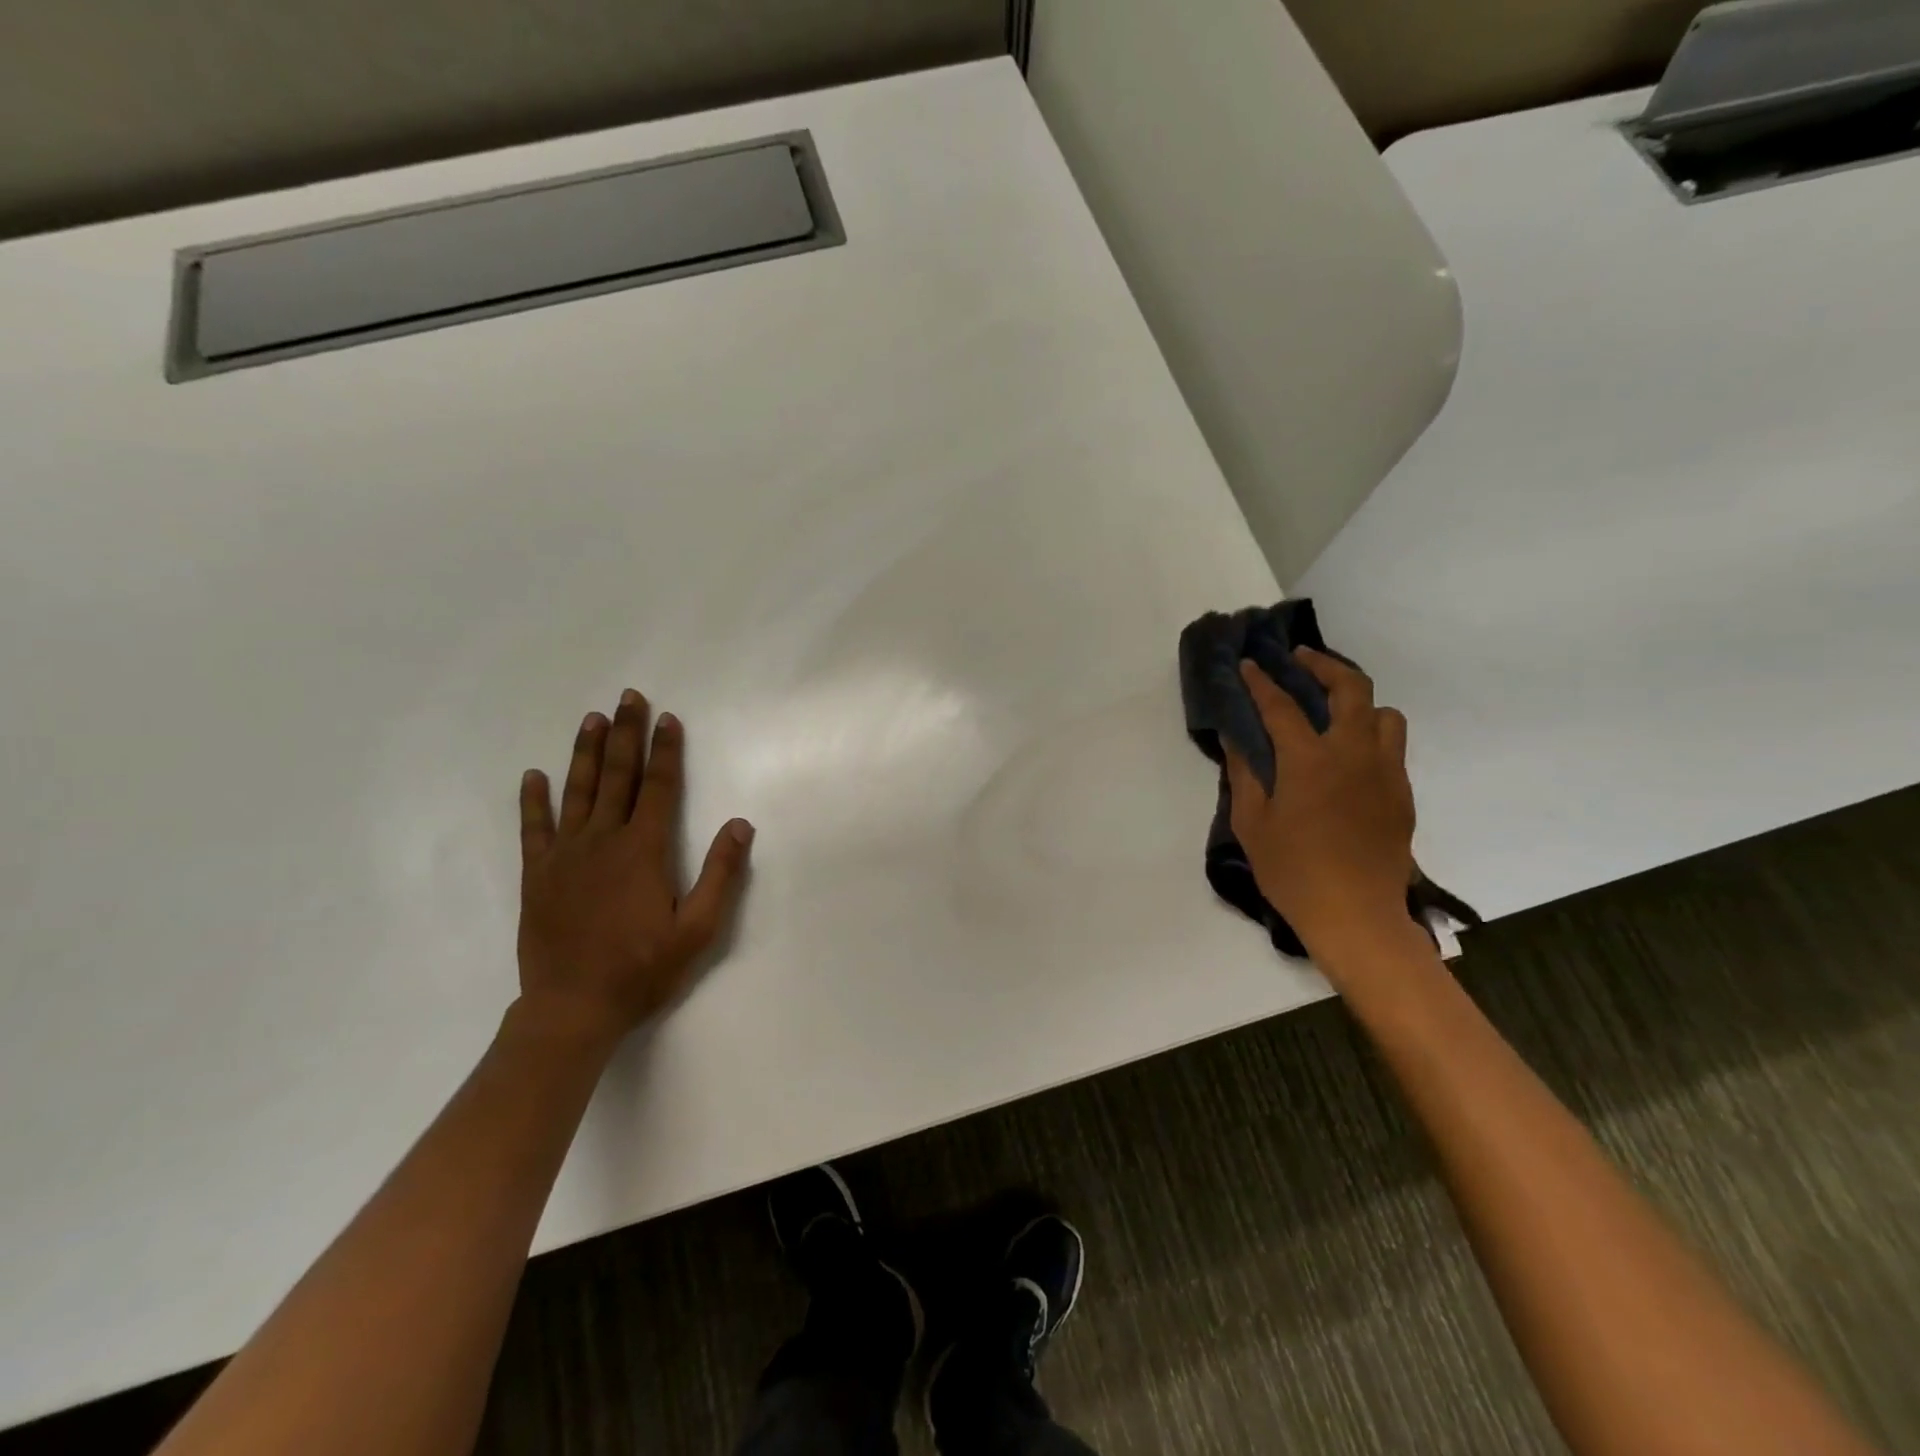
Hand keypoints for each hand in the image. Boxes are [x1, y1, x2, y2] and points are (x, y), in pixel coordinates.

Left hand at [516, 690, 752, 1044]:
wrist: (572, 1009)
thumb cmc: (642, 969)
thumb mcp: (698, 929)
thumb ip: (720, 874)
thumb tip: (740, 824)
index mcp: (643, 850)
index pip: (658, 787)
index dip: (666, 751)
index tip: (668, 719)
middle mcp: (603, 841)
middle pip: (617, 776)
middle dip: (626, 734)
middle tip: (629, 697)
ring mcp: (565, 856)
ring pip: (577, 792)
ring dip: (586, 753)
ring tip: (592, 719)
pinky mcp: (538, 875)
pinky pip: (534, 829)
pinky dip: (533, 801)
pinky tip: (533, 776)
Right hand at [1225, 650, 1414, 959]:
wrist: (1357, 915)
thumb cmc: (1293, 872)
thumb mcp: (1253, 824)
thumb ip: (1244, 775)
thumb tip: (1237, 739)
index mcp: (1310, 760)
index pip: (1282, 705)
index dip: (1261, 681)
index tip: (1249, 663)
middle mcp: (1354, 754)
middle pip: (1350, 688)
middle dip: (1323, 665)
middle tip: (1300, 659)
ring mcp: (1385, 772)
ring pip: (1384, 713)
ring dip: (1358, 700)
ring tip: (1333, 708)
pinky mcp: (1402, 793)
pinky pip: (1391, 747)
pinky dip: (1370, 734)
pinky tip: (1348, 753)